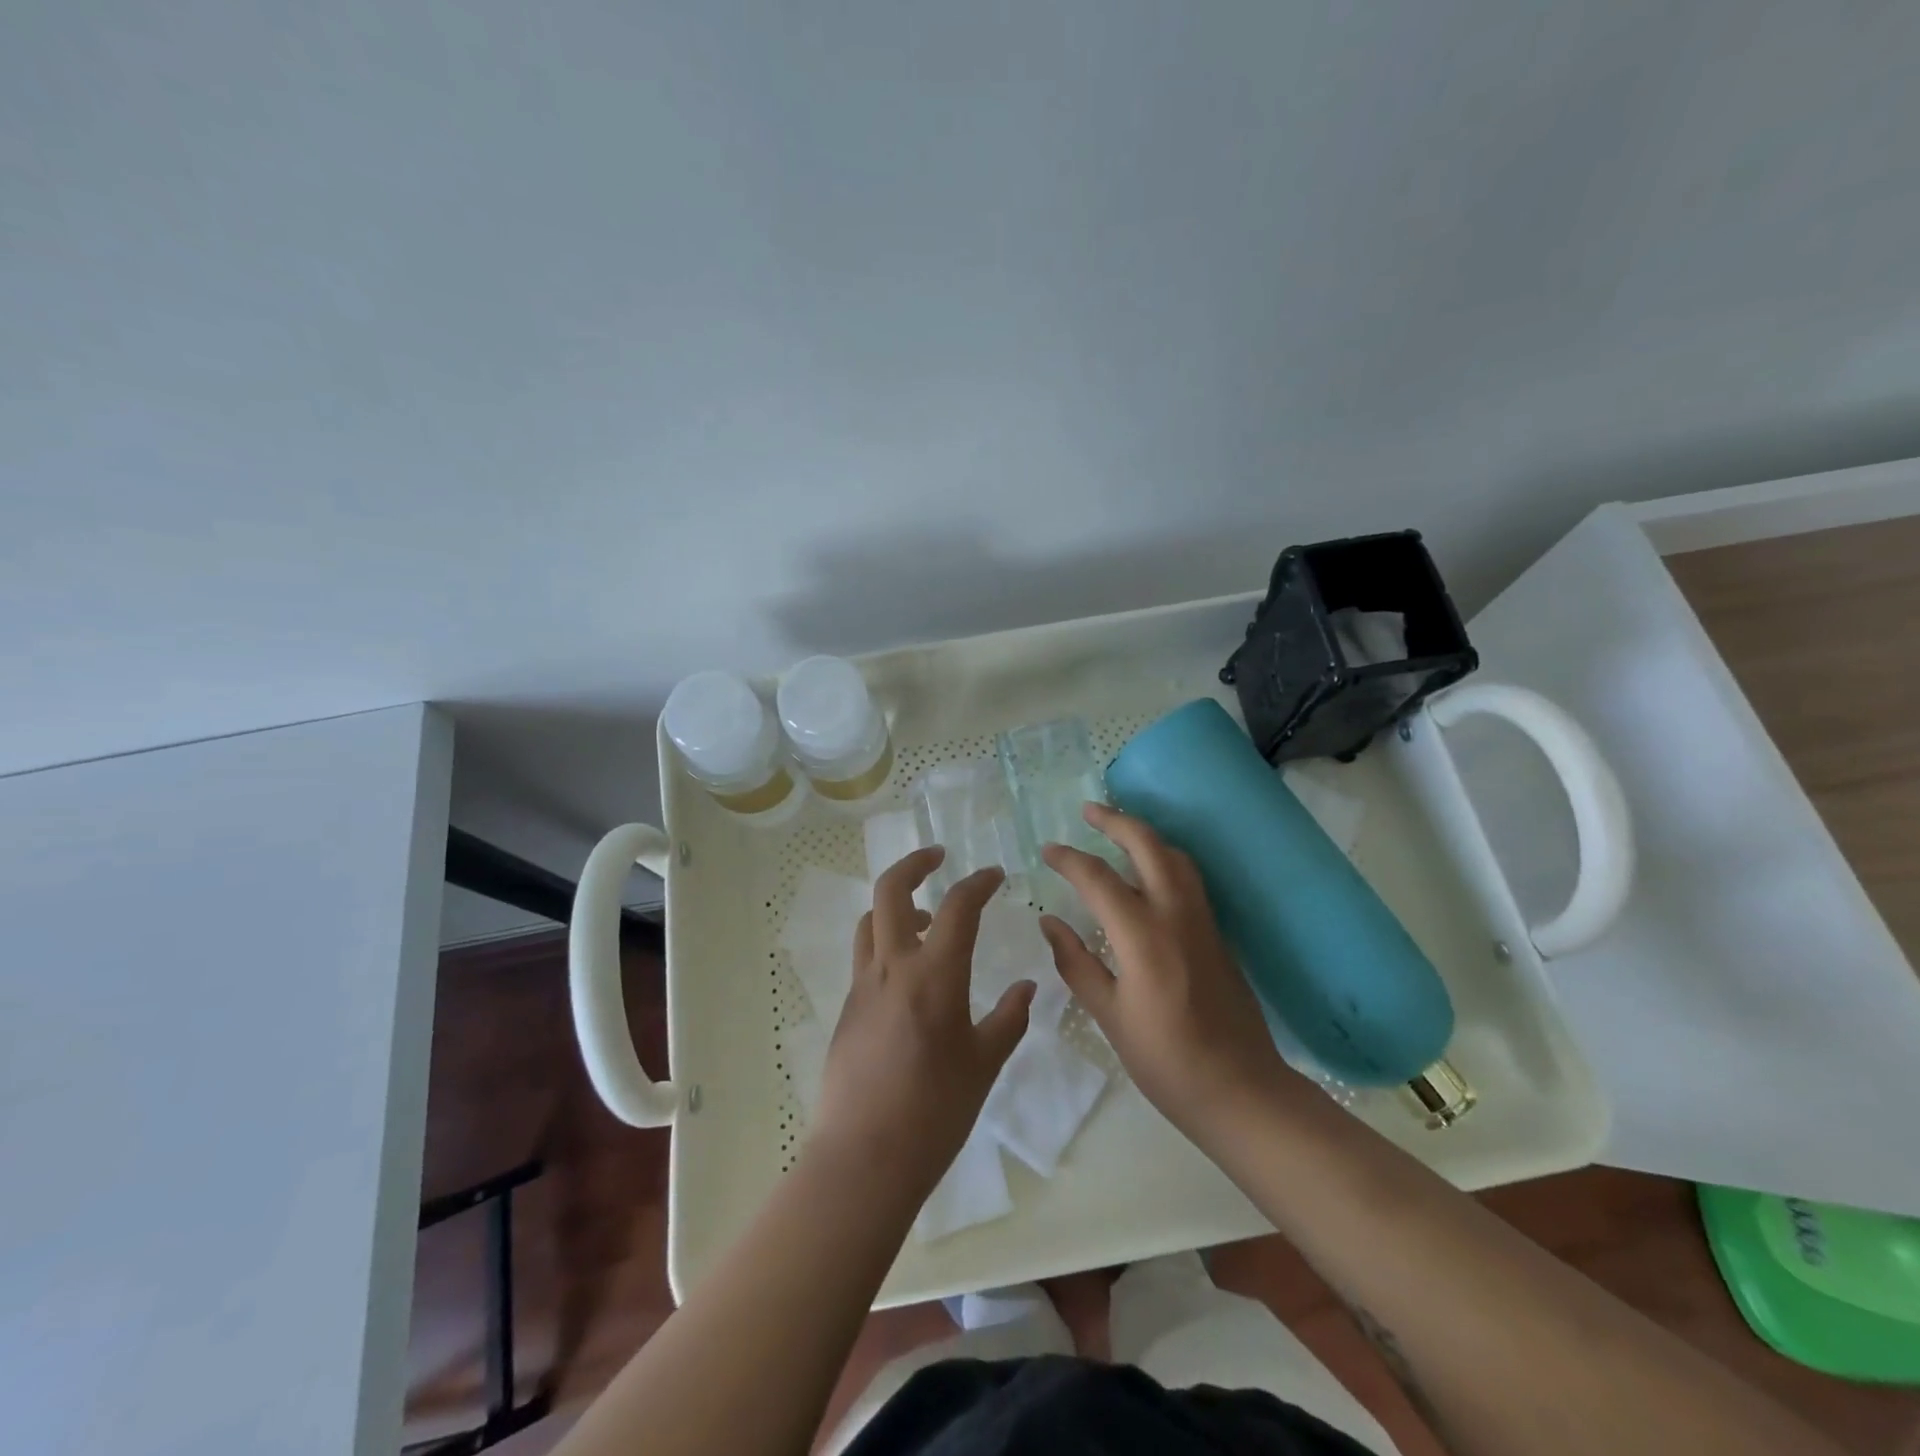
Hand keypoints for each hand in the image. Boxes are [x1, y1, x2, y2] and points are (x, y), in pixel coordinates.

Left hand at [810, 847, 1034, 1200]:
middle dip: (915, 863)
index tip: (996, 875)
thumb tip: (1027, 987)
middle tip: (939, 857)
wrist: (863, 1159)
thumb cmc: (934, 1113)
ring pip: (871, 920)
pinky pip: (865, 955)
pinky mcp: (847, 1008)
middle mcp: (892, 967)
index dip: (979, 882)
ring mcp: (863, 986)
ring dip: (897, 904)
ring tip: (928, 917)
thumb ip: (1008, 1019)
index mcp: (934, 975)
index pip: (958, 907)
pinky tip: (910, 974)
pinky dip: (887, 941)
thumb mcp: (984, 1064)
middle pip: (891, 890)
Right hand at [1040, 803, 1289, 1146]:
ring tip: (1118, 831)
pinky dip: (1164, 858)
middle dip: (1116, 821)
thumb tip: (1050, 923)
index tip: (1047, 850)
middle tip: (1088, 810)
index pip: (1098, 879)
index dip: (1069, 859)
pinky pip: (1189, 878)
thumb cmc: (1166, 1060)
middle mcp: (1176, 915)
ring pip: (1176, 856)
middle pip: (1148, 846)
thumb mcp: (1110, 1015)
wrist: (1242, 1090)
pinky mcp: (1217, 933)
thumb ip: (1077, 963)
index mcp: (1143, 936)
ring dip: (1145, 835)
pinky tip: (1148, 872)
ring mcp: (1203, 921)